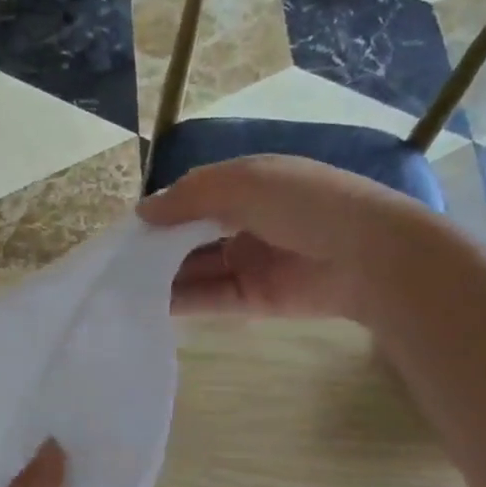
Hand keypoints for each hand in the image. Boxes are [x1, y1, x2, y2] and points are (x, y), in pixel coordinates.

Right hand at [138, 154, 447, 321]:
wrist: (369, 256)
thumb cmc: (305, 203)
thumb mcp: (243, 182)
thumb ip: (189, 196)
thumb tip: (143, 212)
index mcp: (248, 185)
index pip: (194, 196)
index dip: (162, 210)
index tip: (127, 228)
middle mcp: (245, 222)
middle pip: (191, 236)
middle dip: (157, 247)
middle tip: (116, 262)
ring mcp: (249, 262)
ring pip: (196, 269)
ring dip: (163, 276)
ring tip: (122, 287)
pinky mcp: (254, 298)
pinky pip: (210, 298)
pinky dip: (181, 301)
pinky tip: (148, 305)